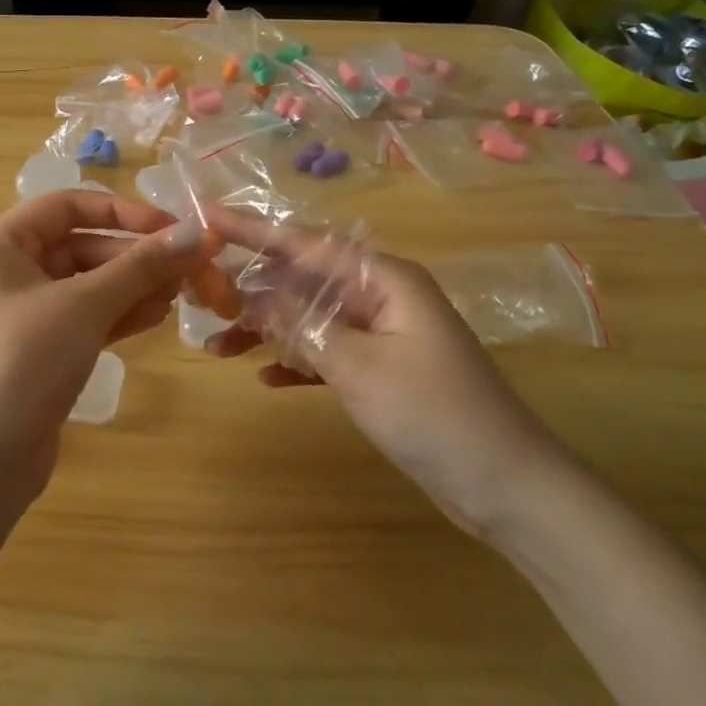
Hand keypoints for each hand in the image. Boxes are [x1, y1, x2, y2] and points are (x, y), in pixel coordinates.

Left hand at [0, 191, 217, 487]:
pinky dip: (120, 315)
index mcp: (2, 244)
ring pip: (90, 285)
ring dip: (135, 287)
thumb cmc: (23, 360)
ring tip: (180, 297)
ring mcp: (26, 314)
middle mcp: (11, 271)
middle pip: (84, 246)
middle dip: (137, 258)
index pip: (68, 205)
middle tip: (191, 271)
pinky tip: (156, 318)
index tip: (172, 229)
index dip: (122, 211)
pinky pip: (87, 319)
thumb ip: (140, 266)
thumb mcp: (84, 305)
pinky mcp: (42, 351)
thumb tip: (195, 234)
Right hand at [202, 215, 572, 538]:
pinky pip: (325, 353)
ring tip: (217, 345)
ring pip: (309, 319)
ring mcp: (380, 335)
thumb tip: (254, 293)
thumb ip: (303, 324)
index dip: (253, 231)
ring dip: (267, 331)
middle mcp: (380, 297)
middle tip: (200, 296)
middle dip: (252, 288)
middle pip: (303, 280)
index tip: (207, 219)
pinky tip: (263, 377)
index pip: (306, 244)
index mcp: (384, 280)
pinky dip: (295, 362)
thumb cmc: (435, 415)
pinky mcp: (380, 370)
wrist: (506, 487)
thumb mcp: (360, 365)